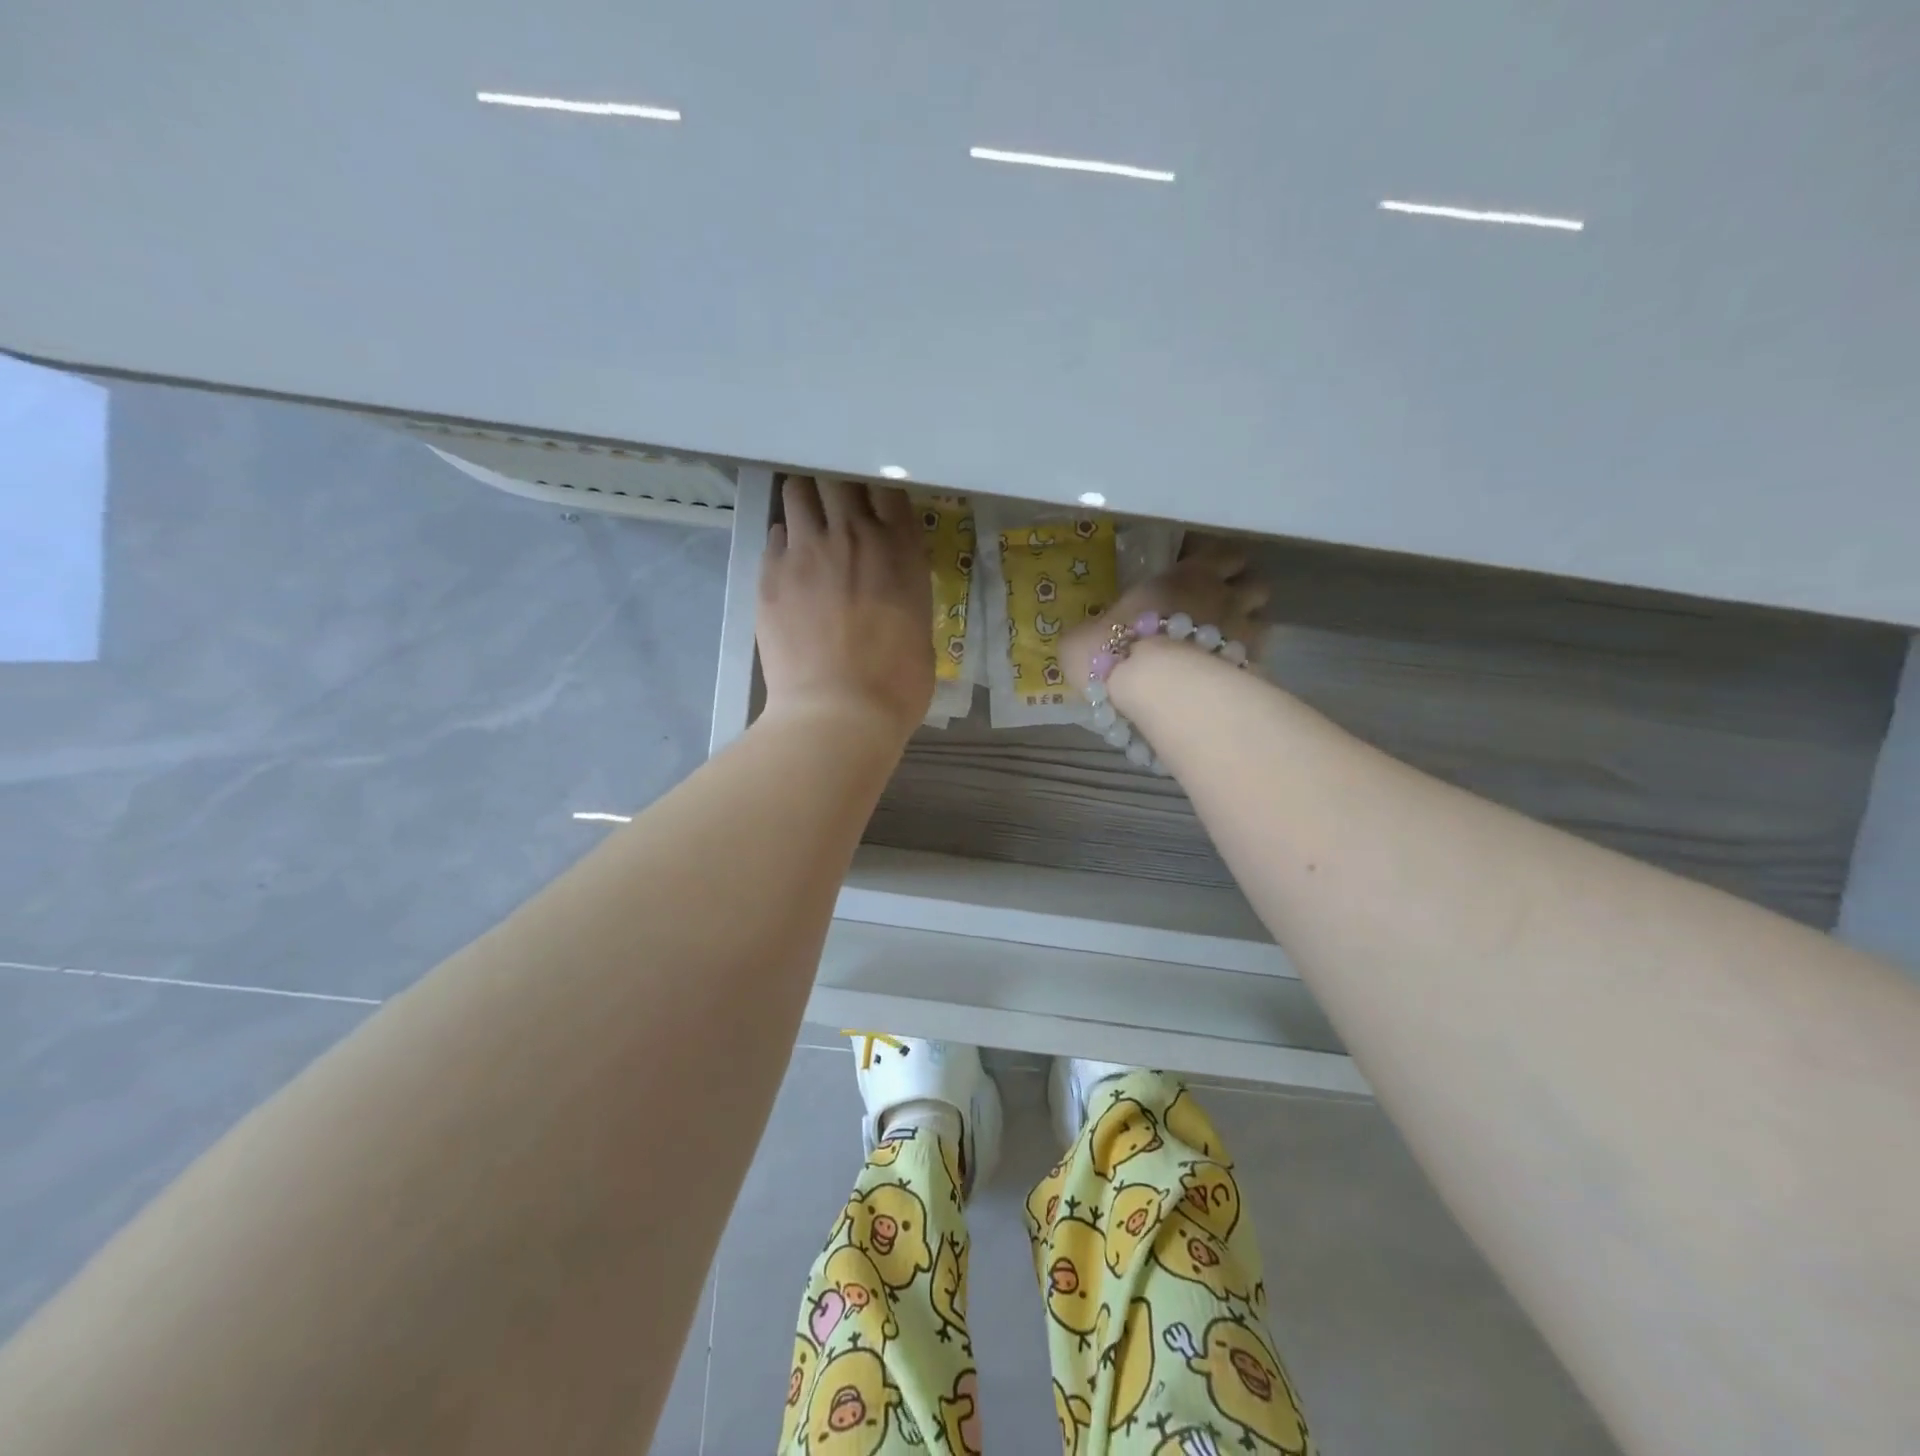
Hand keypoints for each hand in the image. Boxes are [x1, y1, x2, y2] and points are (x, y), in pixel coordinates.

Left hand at [756, 475, 933, 740]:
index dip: (879, 488)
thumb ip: (904, 588)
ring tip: (808, 523)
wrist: (838, 713)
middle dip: (837, 487)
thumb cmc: (896, 684)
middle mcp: (853, 536)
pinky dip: (784, 541)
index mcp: (899, 549)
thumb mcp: (921, 628)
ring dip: (805, 501)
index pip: (886, 486)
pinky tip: (791, 565)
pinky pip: (774, 534)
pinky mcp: (770, 573)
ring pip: (797, 491)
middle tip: (837, 508)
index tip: (875, 502)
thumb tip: (889, 581)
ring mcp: (806, 551)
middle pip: (837, 478)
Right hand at [1060, 543, 1269, 701]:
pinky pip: (1254, 662)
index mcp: (1188, 575)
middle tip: (1218, 611)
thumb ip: (1091, 634)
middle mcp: (1224, 597)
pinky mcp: (1249, 670)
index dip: (1217, 563)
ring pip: (1263, 622)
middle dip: (1242, 595)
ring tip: (1223, 647)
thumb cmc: (1115, 648)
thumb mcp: (1083, 638)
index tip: (1201, 574)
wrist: (1152, 688)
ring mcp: (1242, 634)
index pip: (1223, 554)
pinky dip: (1243, 667)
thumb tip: (1083, 640)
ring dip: (1247, 630)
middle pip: (1255, 585)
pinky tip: (1223, 680)